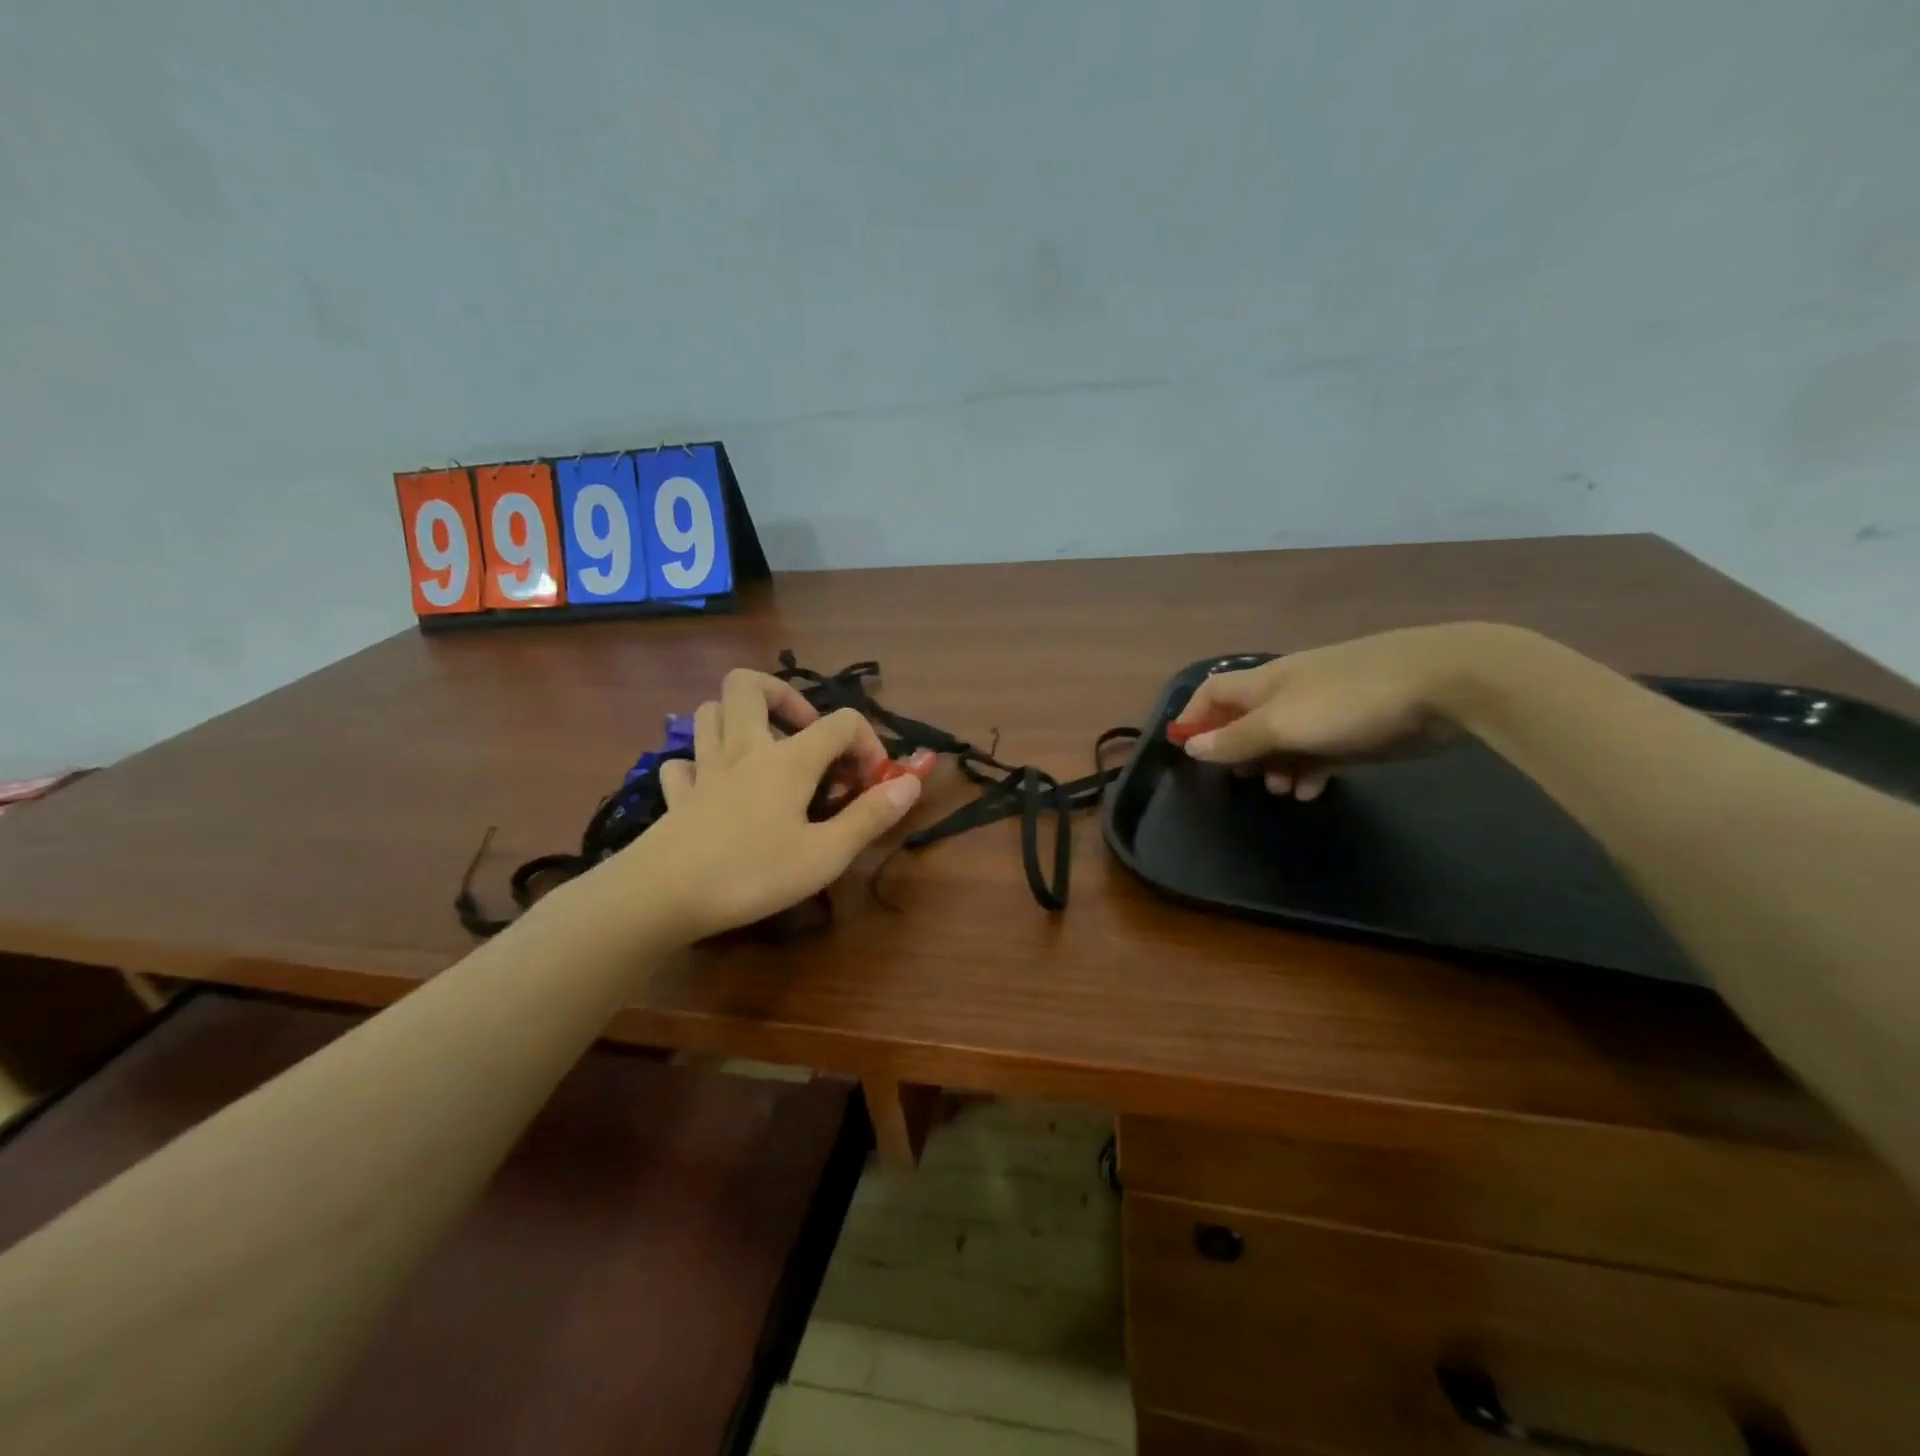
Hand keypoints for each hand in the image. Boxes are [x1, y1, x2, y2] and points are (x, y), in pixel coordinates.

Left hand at [609, 670, 924, 940]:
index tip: (872, 783)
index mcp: (788, 759)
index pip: (841, 722)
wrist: (662, 896)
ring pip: (710, 712)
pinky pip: (683, 761)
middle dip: (784, 696)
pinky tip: (715, 787)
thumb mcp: (826, 853)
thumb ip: (871, 815)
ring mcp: (703, 768)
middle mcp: (744, 749)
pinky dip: (701, 764)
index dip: (868, 744)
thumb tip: (911, 782)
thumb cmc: (752, 873)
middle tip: (804, 735)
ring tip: (763, 752)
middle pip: (749, 684)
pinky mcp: (676, 795)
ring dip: (740, 720)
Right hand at [1168, 626, 1496, 798]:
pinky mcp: (1356, 730)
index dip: (1194, 717)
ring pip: (1282, 741)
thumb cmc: (1347, 700)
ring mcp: (1324, 711)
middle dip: (1237, 750)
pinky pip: (1317, 753)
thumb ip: (1235, 739)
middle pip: (1246, 720)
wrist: (1443, 684)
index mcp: (1265, 682)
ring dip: (1274, 766)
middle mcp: (1289, 693)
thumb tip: (1191, 746)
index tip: (1184, 750)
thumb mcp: (1280, 723)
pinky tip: (1310, 791)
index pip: (1213, 692)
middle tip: (1242, 778)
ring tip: (1281, 789)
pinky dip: (1308, 771)